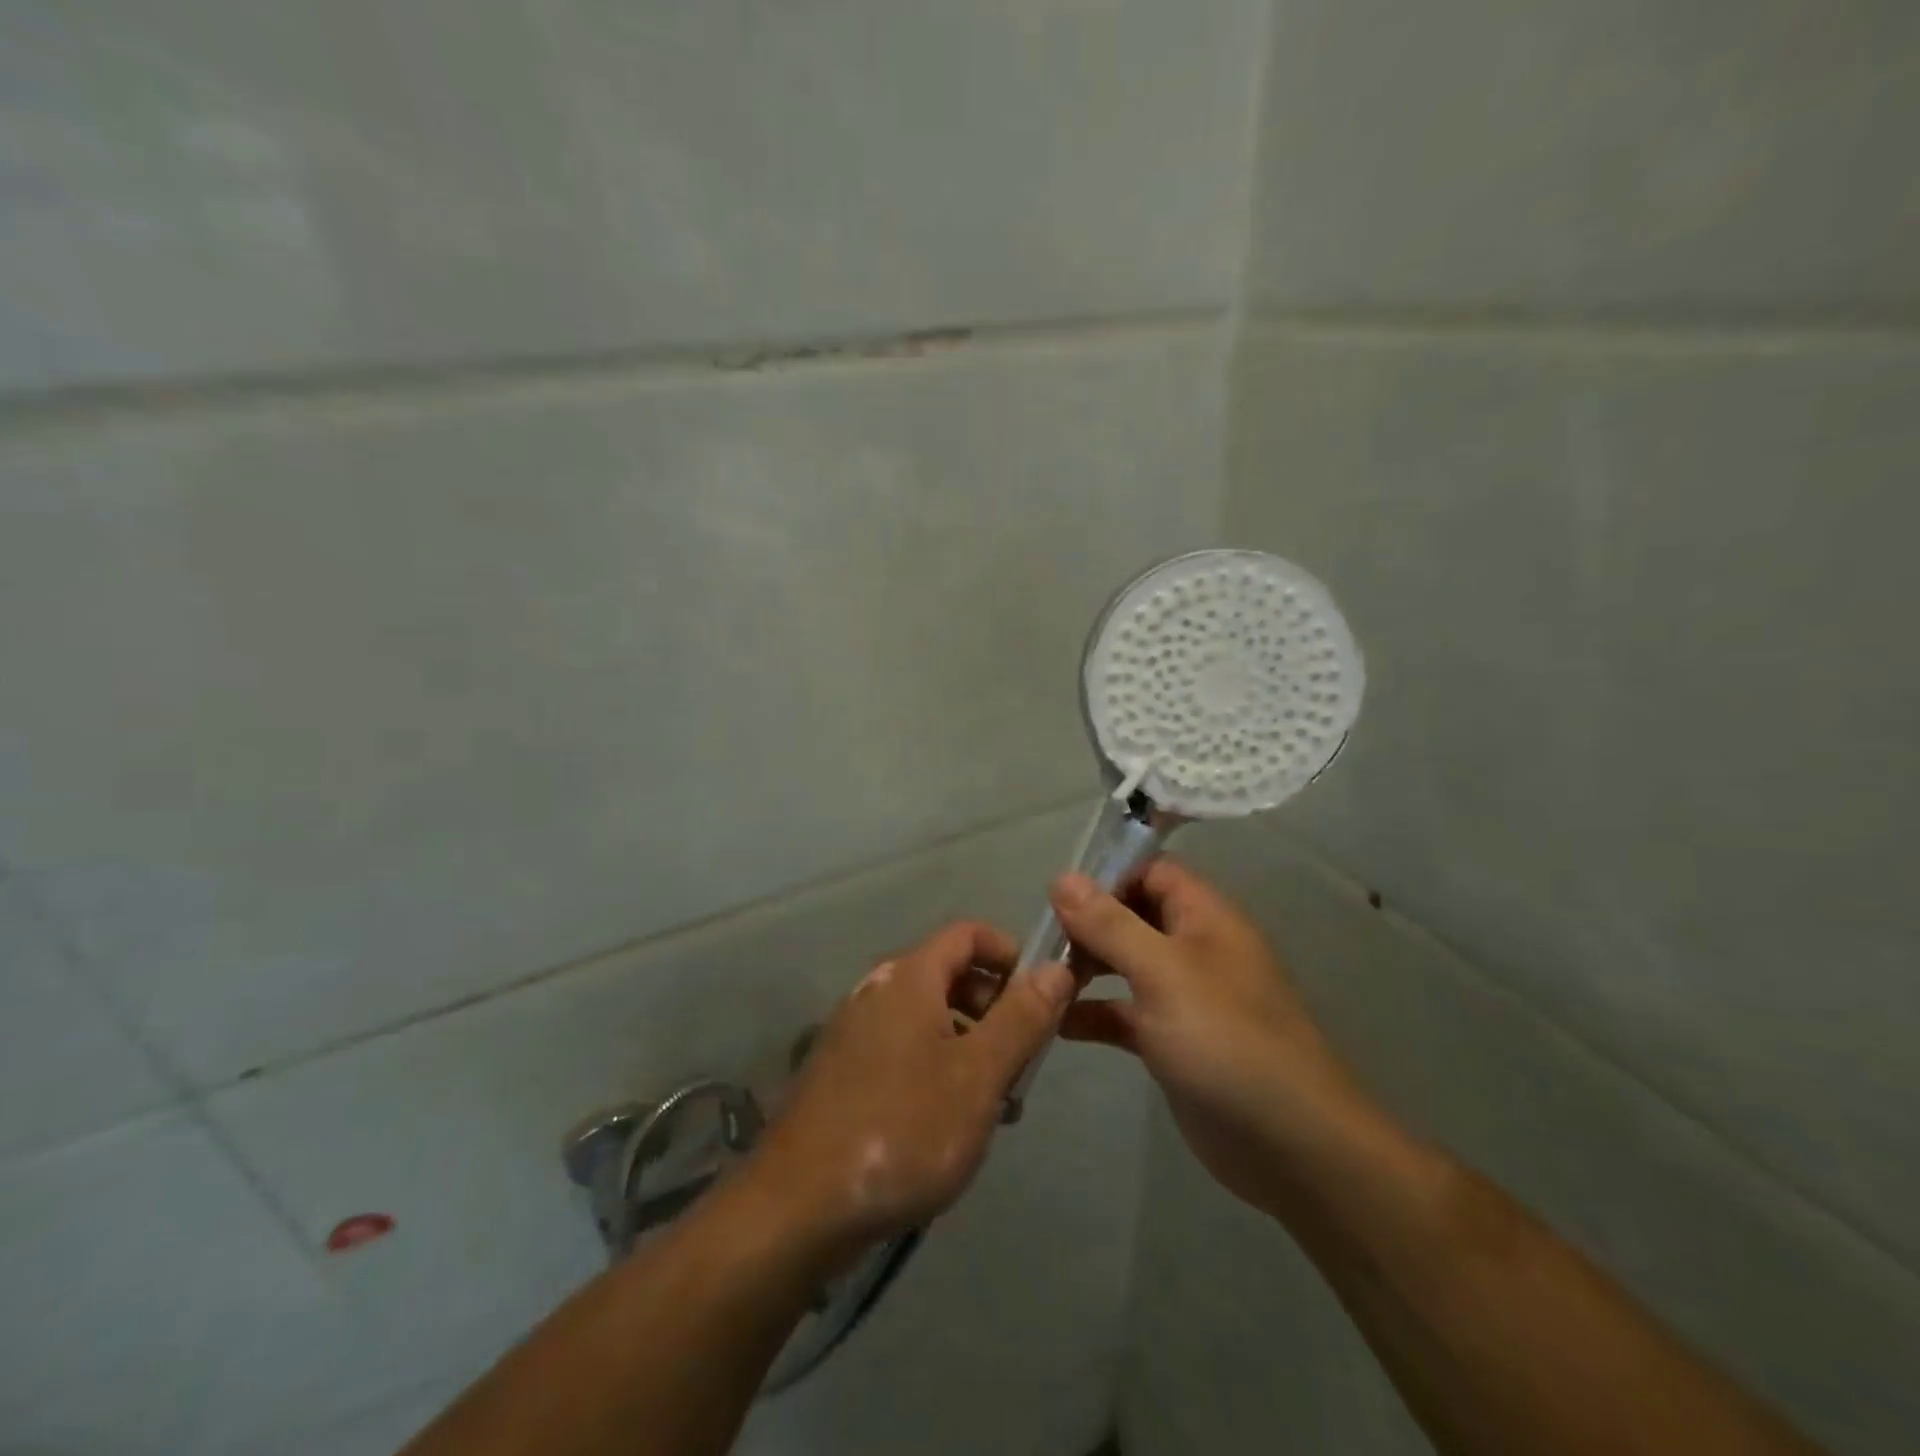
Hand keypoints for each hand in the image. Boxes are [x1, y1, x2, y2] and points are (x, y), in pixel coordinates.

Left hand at [744, 921, 1075, 1260]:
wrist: (797, 1207)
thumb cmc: (903, 1130)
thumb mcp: (978, 1076)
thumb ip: (1022, 1018)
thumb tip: (1056, 967)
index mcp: (908, 978)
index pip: (967, 934)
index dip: (1010, 954)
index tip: (1041, 996)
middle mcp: (876, 991)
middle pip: (948, 975)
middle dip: (994, 1008)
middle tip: (1022, 1061)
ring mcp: (852, 1032)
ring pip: (927, 1019)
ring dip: (969, 1045)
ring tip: (995, 1104)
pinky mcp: (840, 1072)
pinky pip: (902, 1050)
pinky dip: (935, 1068)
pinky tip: (948, 1125)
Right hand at [1045, 859, 1374, 1214]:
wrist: (1292, 1146)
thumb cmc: (1225, 1041)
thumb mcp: (1162, 972)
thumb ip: (1110, 924)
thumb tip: (1063, 877)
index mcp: (1204, 917)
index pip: (1151, 871)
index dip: (1107, 876)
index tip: (1058, 899)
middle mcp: (1195, 948)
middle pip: (1132, 916)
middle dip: (1088, 925)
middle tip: (1042, 945)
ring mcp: (1185, 997)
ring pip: (1126, 965)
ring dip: (1086, 968)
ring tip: (1041, 982)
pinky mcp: (1174, 1042)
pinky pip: (1126, 1013)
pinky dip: (1095, 1014)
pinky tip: (1059, 1026)